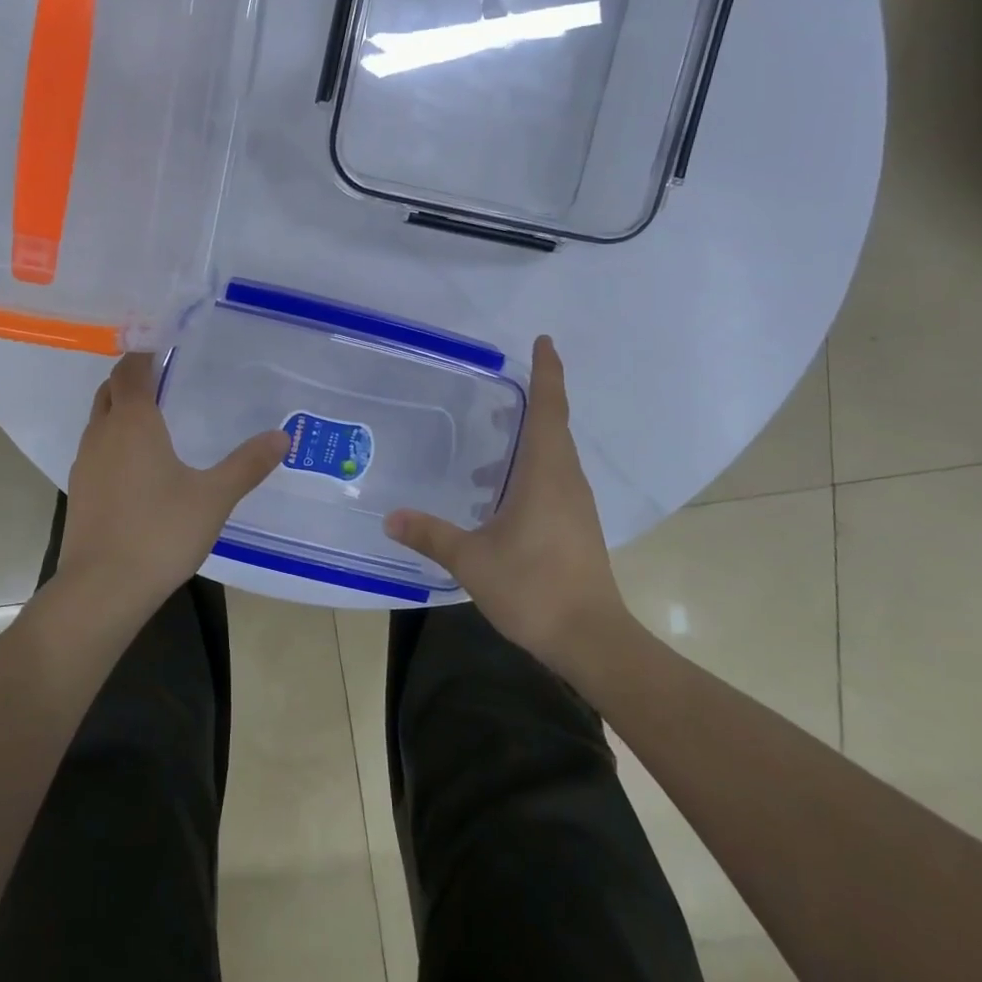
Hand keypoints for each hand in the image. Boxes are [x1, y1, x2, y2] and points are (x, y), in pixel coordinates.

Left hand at [57, 353, 287, 619]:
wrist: (102, 588)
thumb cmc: (160, 532)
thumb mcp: (214, 496)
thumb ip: (247, 464)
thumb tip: (282, 436)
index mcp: (134, 421)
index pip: (132, 369)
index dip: (145, 353)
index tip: (165, 344)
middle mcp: (103, 433)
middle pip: (110, 389)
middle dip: (132, 377)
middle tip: (164, 376)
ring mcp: (86, 462)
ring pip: (100, 418)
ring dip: (120, 408)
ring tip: (154, 416)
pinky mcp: (80, 490)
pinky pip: (97, 448)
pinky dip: (114, 439)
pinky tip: (138, 464)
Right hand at [384, 336, 633, 677]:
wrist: (591, 639)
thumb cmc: (533, 587)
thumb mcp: (471, 559)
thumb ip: (430, 534)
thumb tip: (390, 517)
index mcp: (546, 472)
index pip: (549, 408)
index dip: (548, 372)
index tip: (544, 341)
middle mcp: (566, 480)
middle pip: (554, 426)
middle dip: (534, 400)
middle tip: (501, 389)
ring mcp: (576, 505)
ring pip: (554, 456)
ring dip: (528, 441)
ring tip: (487, 449)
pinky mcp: (577, 526)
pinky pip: (554, 480)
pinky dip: (530, 471)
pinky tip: (498, 497)